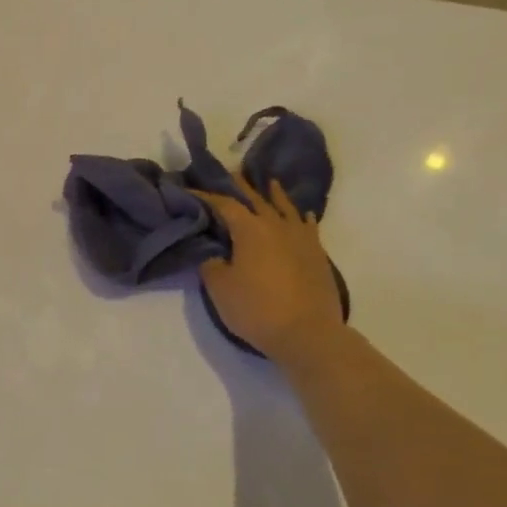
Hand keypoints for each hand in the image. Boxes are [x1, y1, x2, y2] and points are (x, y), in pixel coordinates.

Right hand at [193, 180, 345, 366]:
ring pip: (285, 208)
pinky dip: (299, 217)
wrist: (307, 333)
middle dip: (241, 186)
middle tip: (229, 174)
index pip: (224, 204)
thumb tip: (215, 254)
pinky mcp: (317, 254)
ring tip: (267, 183)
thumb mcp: (220, 288)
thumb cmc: (257, 309)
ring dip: (274, 194)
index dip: (206, 196)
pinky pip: (306, 226)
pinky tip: (301, 215)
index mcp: (250, 229)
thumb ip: (212, 265)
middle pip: (257, 198)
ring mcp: (301, 238)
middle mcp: (277, 226)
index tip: (190, 189)